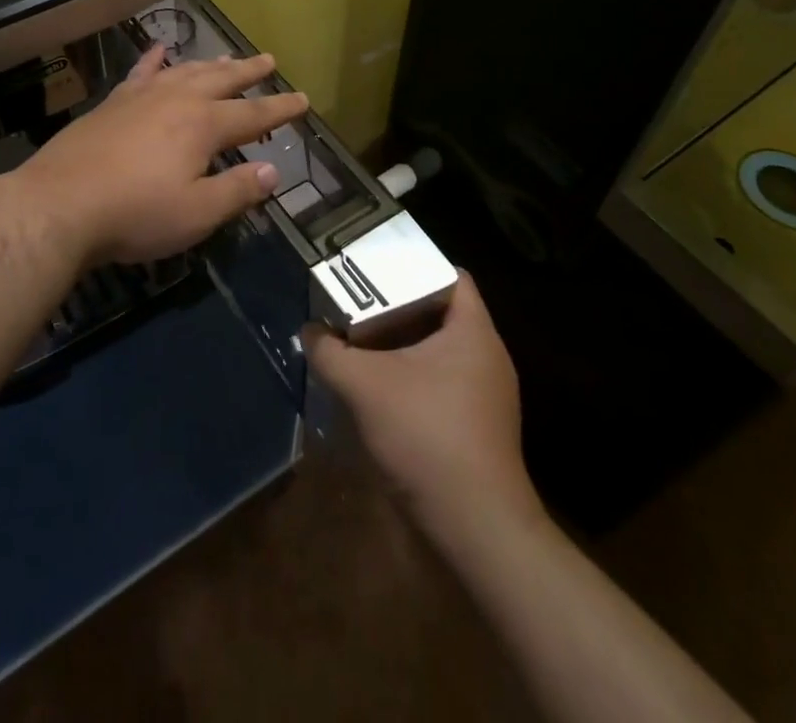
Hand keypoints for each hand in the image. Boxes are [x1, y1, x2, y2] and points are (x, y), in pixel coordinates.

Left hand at [5, 45, 308, 266]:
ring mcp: (141, 98)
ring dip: (210, 64)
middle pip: (221, 79)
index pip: (253, 115)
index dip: (281, 109)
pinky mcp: (112, 104)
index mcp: (203, 125)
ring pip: (184, 71)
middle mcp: (176, 100)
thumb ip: (237, 191)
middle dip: (249, 71)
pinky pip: (140, 73)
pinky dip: (153, 60)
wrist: (59, 204)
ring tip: (227, 57)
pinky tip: (160, 50)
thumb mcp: (196, 213)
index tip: (303, 100)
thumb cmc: (135, 213)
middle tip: (269, 59)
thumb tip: (273, 172)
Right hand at [304, 273, 537, 532]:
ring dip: (400, 346)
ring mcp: (485, 395)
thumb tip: (308, 330)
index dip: (413, 264)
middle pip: (439, 312)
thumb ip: (331, 353)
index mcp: (474, 331)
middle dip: (397, 306)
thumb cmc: (428, 437)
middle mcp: (487, 356)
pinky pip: (440, 383)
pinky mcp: (476, 427)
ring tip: (359, 340)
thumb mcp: (365, 387)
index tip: (375, 266)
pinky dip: (410, 377)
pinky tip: (376, 388)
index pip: (450, 275)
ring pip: (437, 351)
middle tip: (357, 301)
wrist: (476, 531)